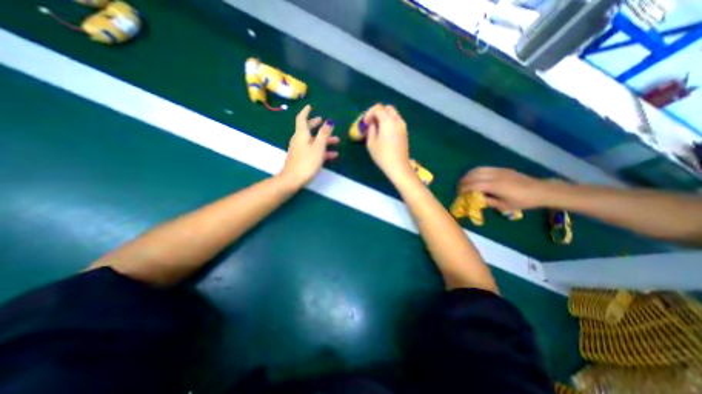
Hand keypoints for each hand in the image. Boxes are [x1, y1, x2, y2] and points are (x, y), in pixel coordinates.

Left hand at [279, 104, 338, 187]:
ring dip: (324, 140)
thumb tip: (329, 121)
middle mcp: (299, 140)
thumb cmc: (307, 162)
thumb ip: (324, 134)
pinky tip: (332, 155)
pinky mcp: (302, 158)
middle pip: (307, 129)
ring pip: (312, 141)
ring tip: (336, 141)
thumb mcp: (318, 147)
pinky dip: (322, 151)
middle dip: (316, 125)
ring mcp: (300, 150)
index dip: (306, 112)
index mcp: (301, 134)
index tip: (310, 107)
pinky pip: (313, 151)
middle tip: (322, 121)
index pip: (302, 119)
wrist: (293, 179)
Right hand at [366, 103, 411, 181]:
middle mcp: (397, 120)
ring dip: (384, 117)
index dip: (369, 113)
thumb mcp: (371, 142)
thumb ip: (371, 129)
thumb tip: (372, 123)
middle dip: (377, 113)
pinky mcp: (404, 132)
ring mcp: (402, 126)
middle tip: (371, 123)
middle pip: (387, 108)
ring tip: (377, 128)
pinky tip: (384, 132)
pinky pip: (396, 121)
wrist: (398, 166)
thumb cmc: (382, 155)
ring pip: (393, 114)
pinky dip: (389, 122)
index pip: (378, 108)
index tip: (365, 123)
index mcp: (388, 121)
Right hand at [461, 165, 554, 209]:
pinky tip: (474, 177)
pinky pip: (484, 168)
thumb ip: (488, 201)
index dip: (464, 189)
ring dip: (468, 175)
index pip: (474, 185)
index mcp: (496, 186)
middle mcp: (495, 176)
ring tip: (464, 182)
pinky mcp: (501, 169)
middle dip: (463, 181)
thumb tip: (475, 199)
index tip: (458, 194)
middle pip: (473, 175)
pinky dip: (475, 172)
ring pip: (477, 169)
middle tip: (459, 188)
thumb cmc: (523, 201)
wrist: (541, 190)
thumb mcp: (504, 206)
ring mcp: (498, 170)